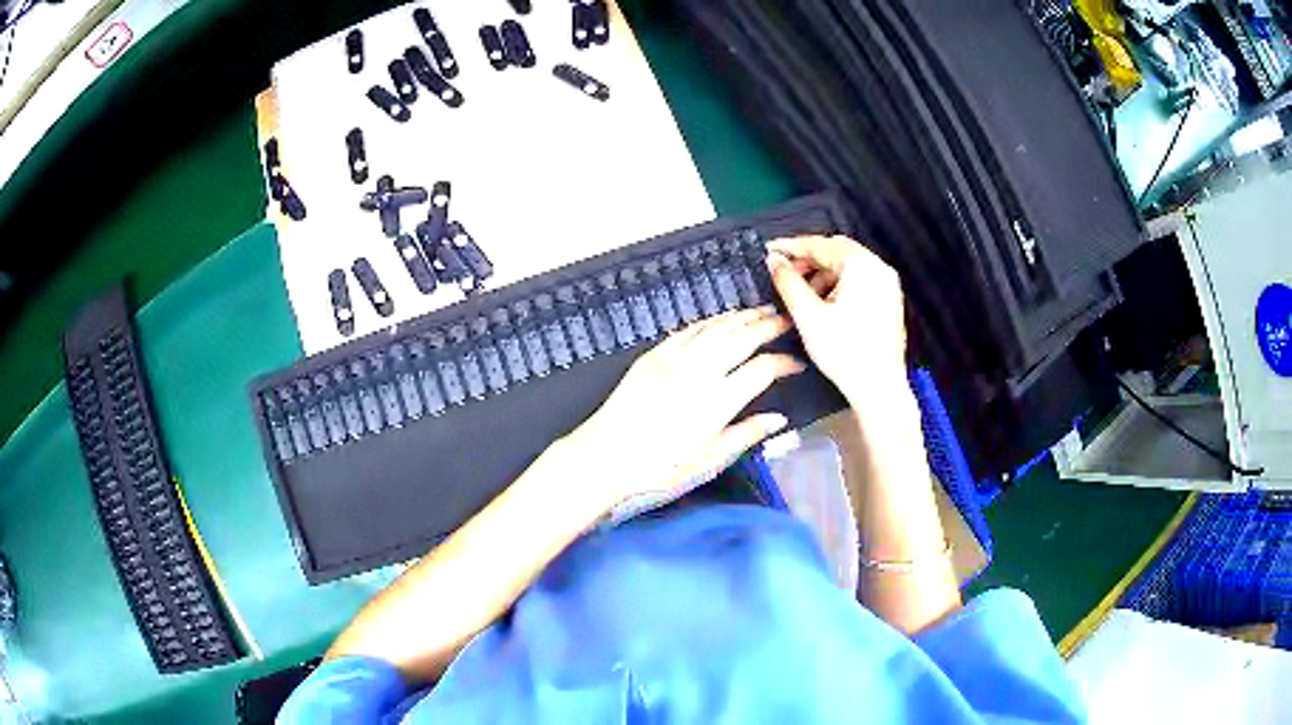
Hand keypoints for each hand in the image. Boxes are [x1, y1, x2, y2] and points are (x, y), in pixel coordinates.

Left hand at [563, 307, 804, 516]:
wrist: (605, 456)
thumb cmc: (659, 468)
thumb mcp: (709, 460)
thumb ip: (746, 434)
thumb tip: (779, 419)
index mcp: (719, 400)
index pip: (763, 369)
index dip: (785, 363)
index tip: (797, 365)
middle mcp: (700, 371)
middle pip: (743, 337)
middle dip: (769, 325)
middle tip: (787, 319)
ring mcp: (675, 358)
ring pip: (717, 327)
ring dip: (743, 316)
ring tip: (762, 311)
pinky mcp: (654, 354)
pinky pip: (689, 329)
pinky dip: (711, 321)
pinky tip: (722, 319)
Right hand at [766, 236, 907, 402]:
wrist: (879, 387)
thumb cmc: (845, 353)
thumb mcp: (808, 316)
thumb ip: (788, 282)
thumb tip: (774, 260)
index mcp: (861, 266)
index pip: (820, 244)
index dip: (791, 246)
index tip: (769, 250)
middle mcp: (878, 268)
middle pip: (836, 250)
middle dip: (808, 259)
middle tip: (784, 271)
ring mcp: (887, 284)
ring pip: (848, 265)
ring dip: (822, 273)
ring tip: (802, 293)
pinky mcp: (889, 300)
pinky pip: (860, 279)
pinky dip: (839, 283)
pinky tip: (824, 303)